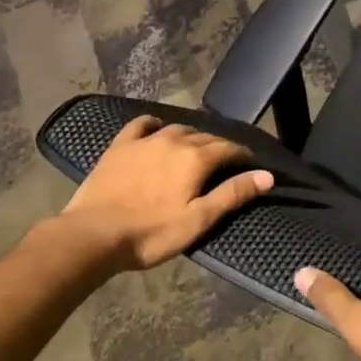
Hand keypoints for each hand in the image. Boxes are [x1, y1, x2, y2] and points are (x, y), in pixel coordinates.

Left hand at [50, 116, 272, 272]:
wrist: (92, 235)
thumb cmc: (151, 233)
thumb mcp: (198, 220)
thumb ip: (233, 194)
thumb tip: (267, 175)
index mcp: (196, 158)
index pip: (229, 148)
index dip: (243, 155)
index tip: (251, 164)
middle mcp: (174, 140)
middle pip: (205, 137)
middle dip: (220, 146)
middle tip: (225, 162)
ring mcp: (145, 140)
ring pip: (178, 128)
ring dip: (192, 136)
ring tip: (196, 149)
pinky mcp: (120, 145)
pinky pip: (142, 124)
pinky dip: (155, 124)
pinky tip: (157, 129)